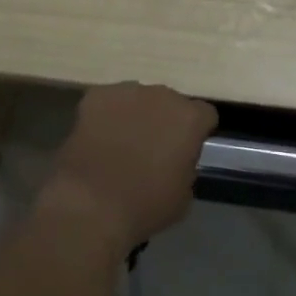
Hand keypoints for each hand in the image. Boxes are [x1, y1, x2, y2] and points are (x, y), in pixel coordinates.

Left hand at [40, 84, 217, 254]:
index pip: (204, 114)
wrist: (91, 203)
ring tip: (121, 143)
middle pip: (169, 102)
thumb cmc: (144, 205)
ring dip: (136, 116)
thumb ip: (186, 166)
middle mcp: (162, 95)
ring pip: (138, 99)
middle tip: (152, 147)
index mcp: (189, 118)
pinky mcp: (96, 95)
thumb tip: (177, 159)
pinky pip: (108, 102)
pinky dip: (106, 116)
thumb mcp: (183, 195)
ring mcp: (127, 91)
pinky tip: (98, 139)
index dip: (197, 132)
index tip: (187, 149)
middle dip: (164, 120)